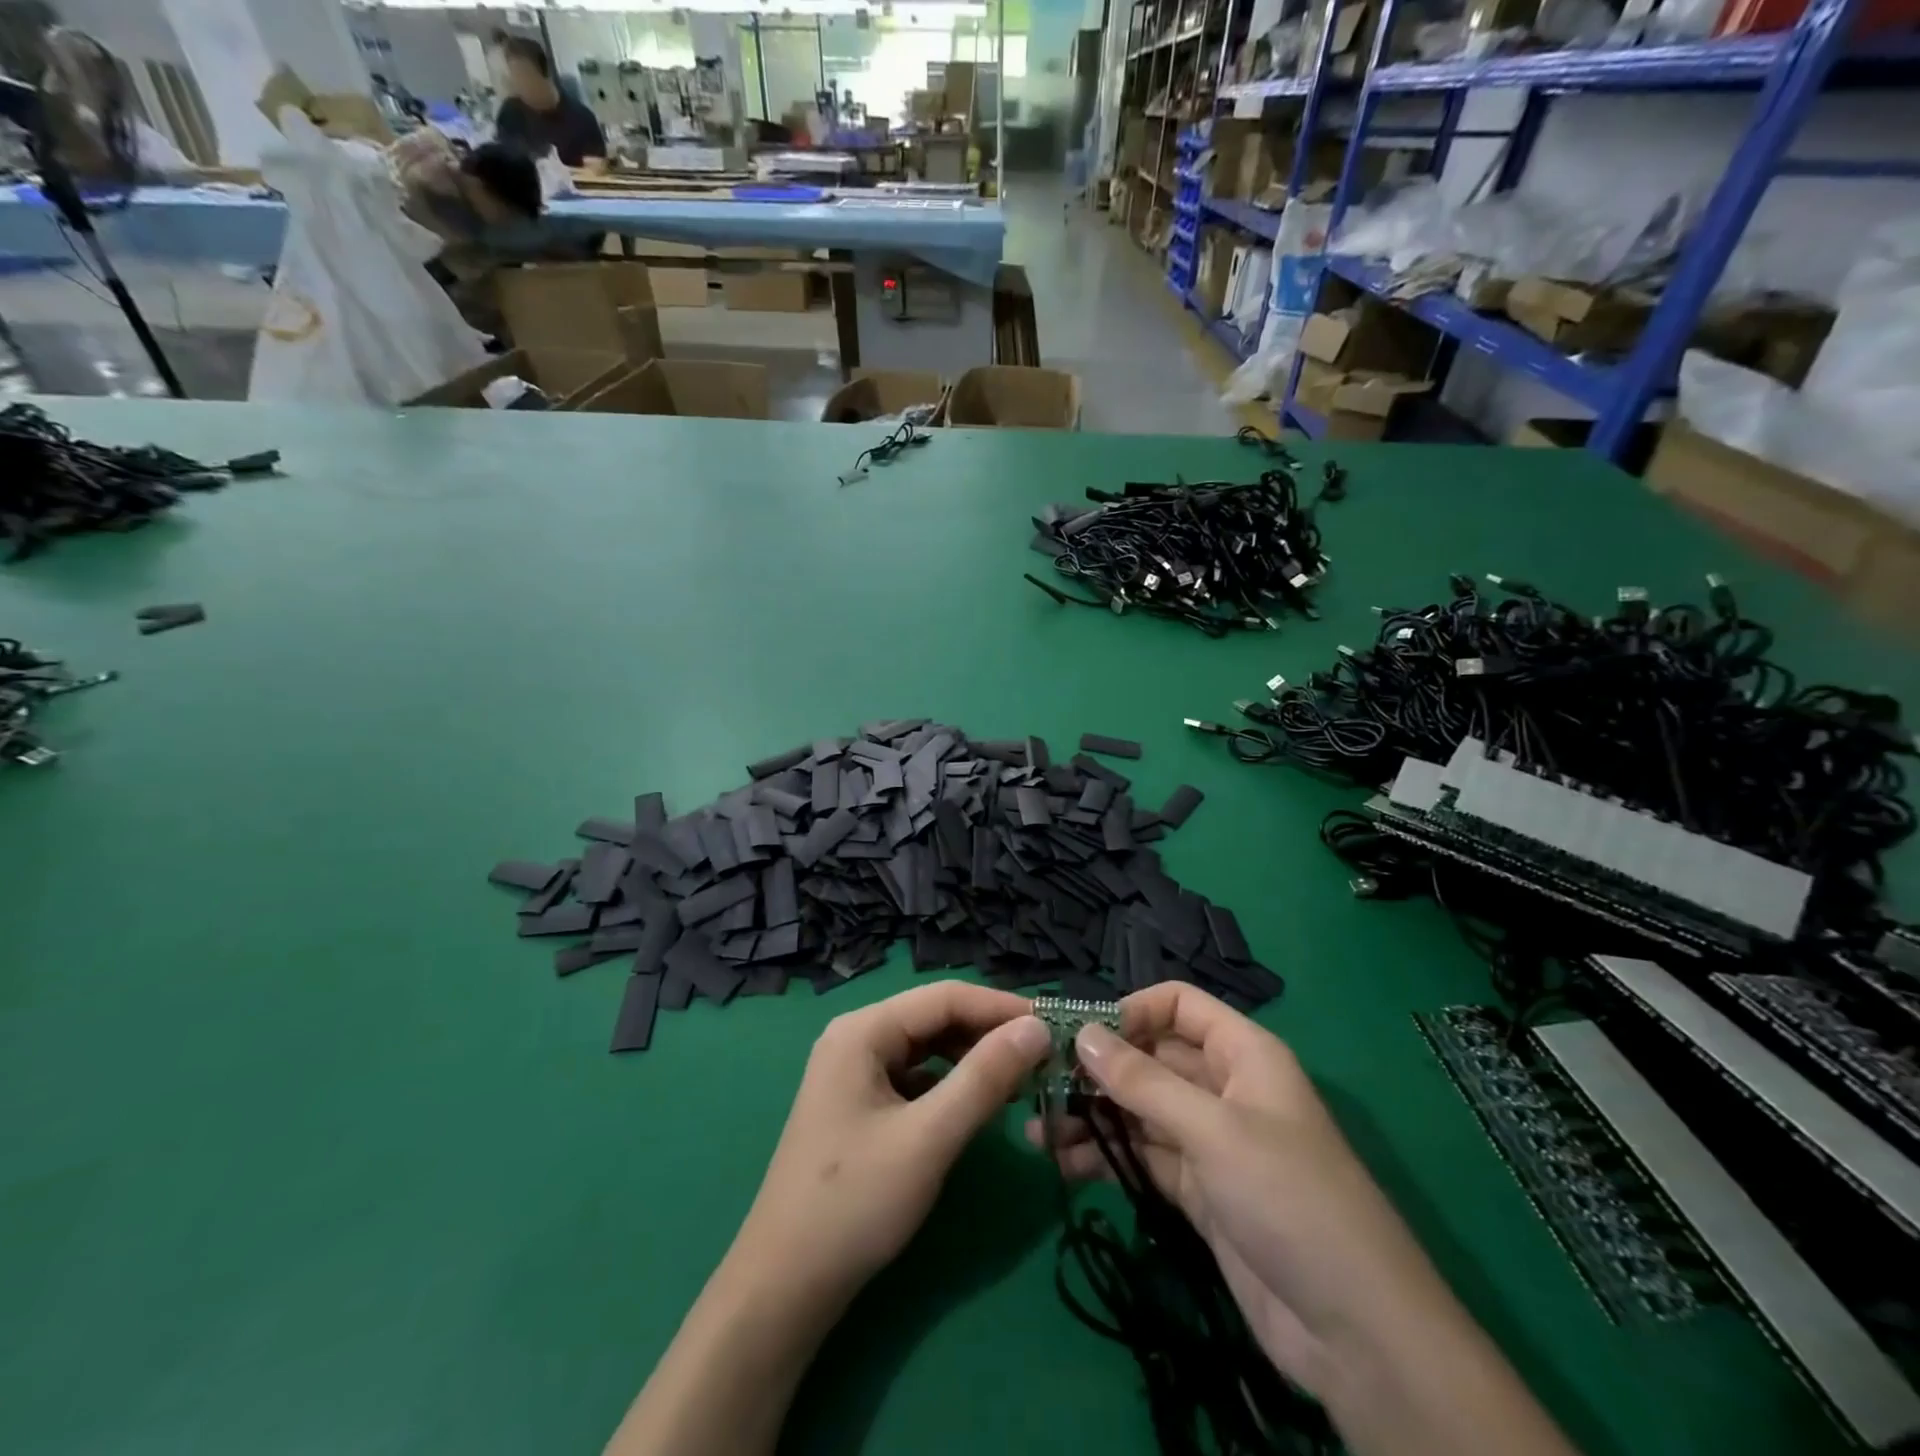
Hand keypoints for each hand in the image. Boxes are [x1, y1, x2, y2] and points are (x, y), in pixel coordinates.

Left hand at [733, 980, 1051, 1314]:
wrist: (784, 1286)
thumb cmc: (855, 1203)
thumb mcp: (929, 1137)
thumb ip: (984, 1078)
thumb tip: (1036, 1028)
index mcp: (863, 1030)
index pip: (945, 997)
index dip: (1001, 1007)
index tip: (1054, 1025)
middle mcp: (857, 1038)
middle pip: (935, 1018)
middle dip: (989, 1033)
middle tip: (1044, 1056)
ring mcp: (855, 1072)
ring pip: (928, 1048)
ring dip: (973, 1059)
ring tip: (1020, 1078)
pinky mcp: (860, 1104)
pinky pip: (916, 1078)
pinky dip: (951, 1085)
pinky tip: (979, 1105)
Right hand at [1026, 983, 1468, 1399]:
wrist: (1357, 1335)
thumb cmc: (1289, 1200)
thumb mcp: (1213, 1131)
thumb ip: (1143, 1082)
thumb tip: (1082, 1033)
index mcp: (1242, 1054)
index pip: (1178, 1005)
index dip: (1131, 1011)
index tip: (1078, 1034)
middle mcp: (1223, 1088)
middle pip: (1151, 1058)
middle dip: (1098, 1067)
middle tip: (1037, 1081)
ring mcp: (1210, 1142)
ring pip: (1140, 1110)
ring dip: (1092, 1114)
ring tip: (1036, 1127)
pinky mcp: (1199, 1192)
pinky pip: (1143, 1157)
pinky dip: (1105, 1156)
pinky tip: (1063, 1163)